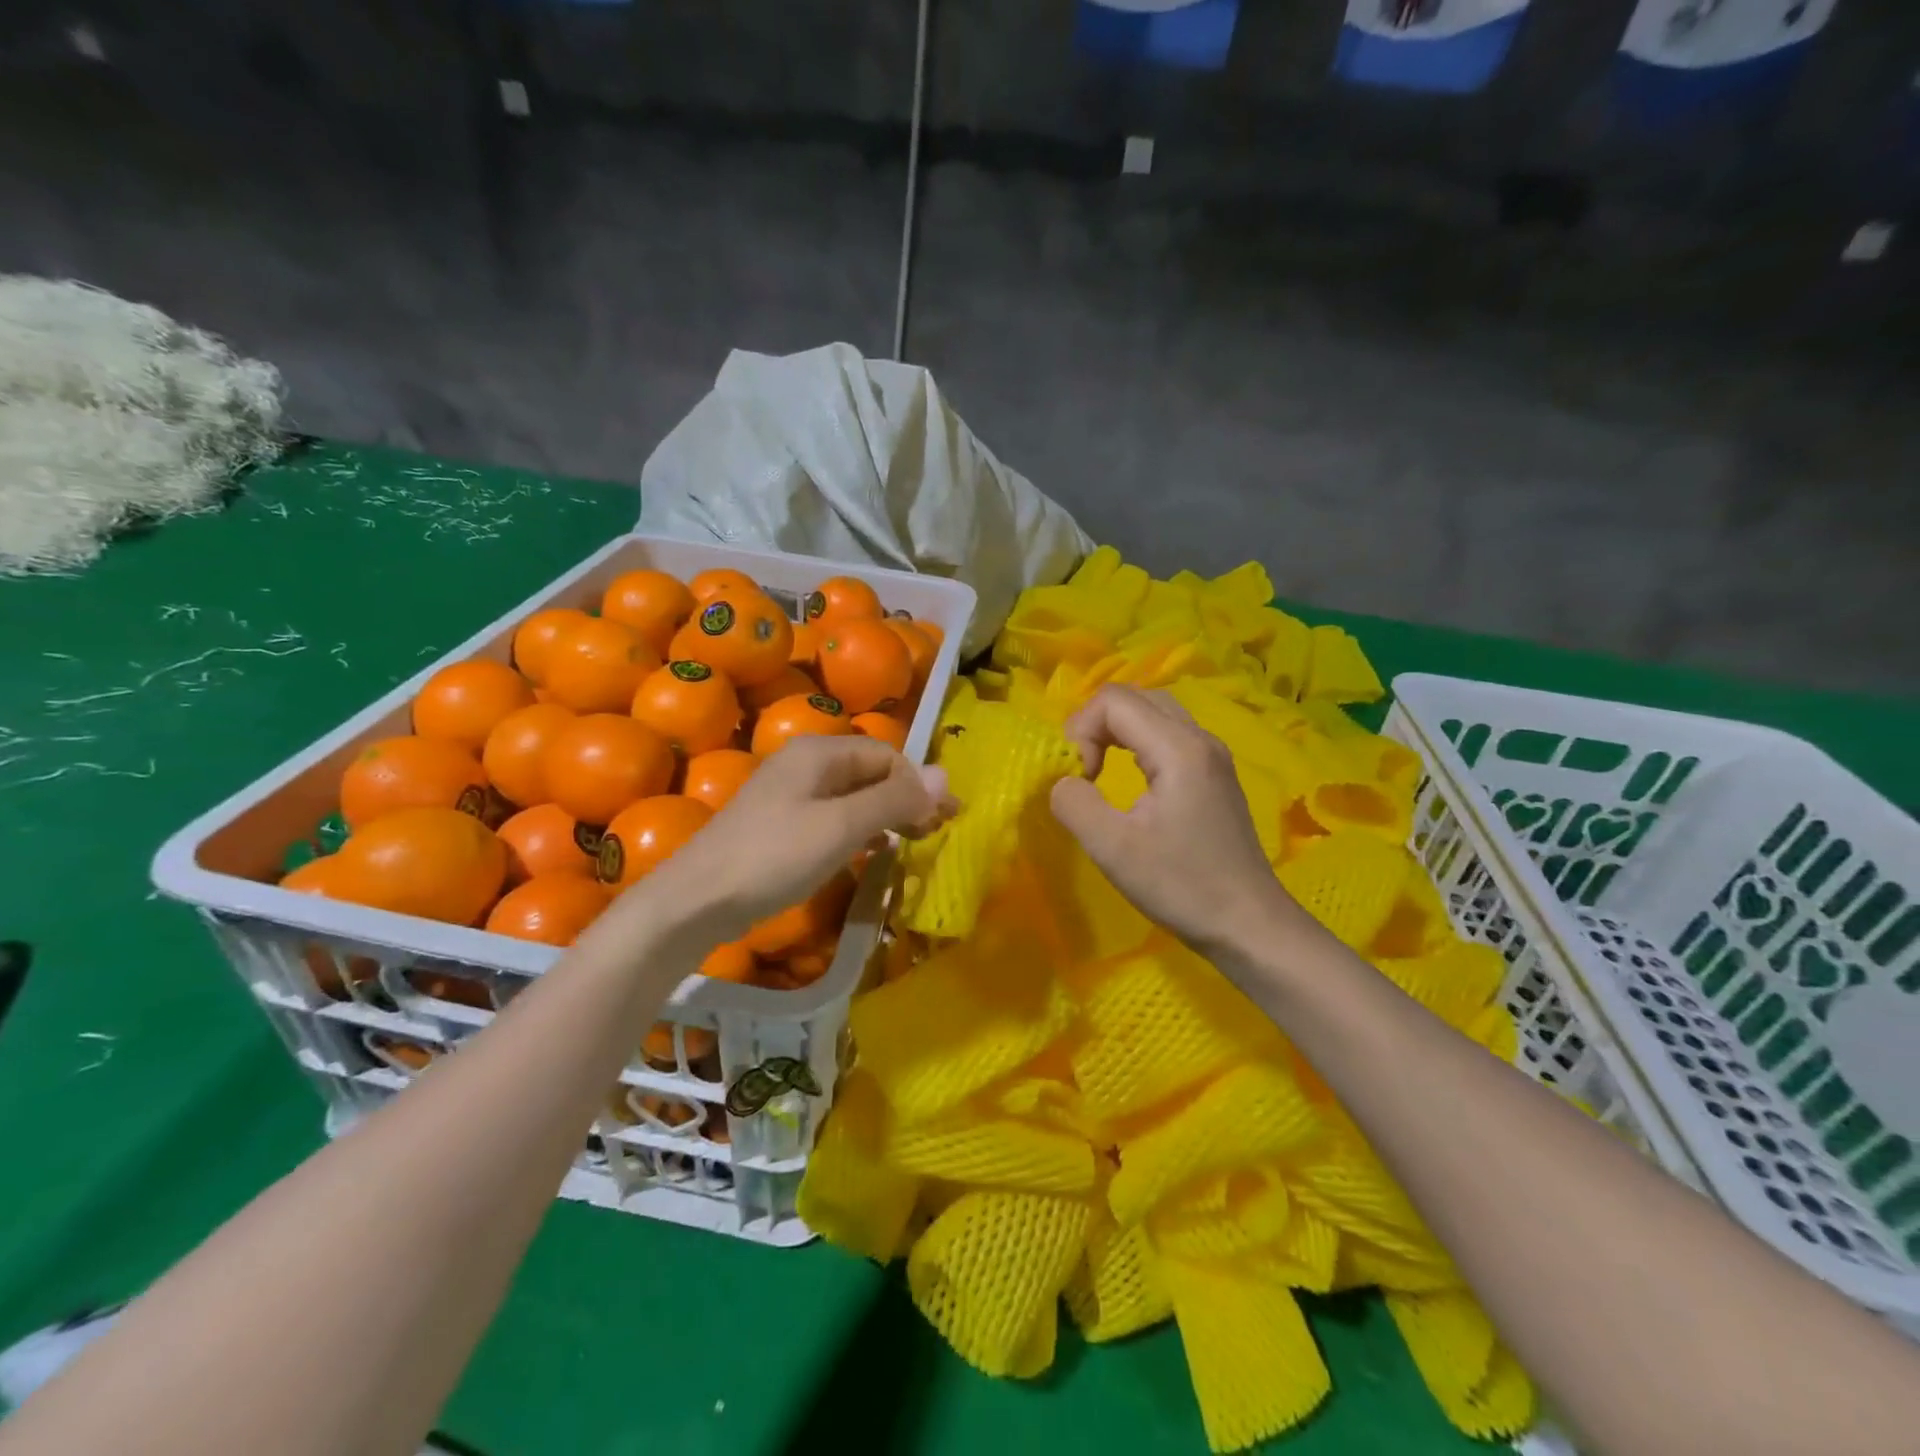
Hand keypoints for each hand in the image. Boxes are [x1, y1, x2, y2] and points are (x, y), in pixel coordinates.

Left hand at [641, 734, 952, 942]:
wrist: (697, 900)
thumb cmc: (775, 857)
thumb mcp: (842, 827)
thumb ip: (894, 800)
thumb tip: (947, 776)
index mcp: (819, 752)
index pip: (887, 755)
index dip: (920, 784)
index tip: (947, 820)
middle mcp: (805, 762)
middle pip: (871, 771)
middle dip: (906, 798)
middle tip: (936, 832)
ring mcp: (791, 793)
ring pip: (854, 794)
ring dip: (887, 814)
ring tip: (912, 841)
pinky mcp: (782, 823)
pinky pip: (834, 814)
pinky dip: (860, 828)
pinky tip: (872, 849)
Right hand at [1049, 686, 1298, 956]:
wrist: (1250, 925)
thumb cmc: (1183, 886)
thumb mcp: (1114, 850)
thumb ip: (1075, 804)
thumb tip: (1061, 781)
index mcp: (1179, 749)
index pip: (1114, 700)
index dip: (1081, 729)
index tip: (1079, 778)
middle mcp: (1200, 738)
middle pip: (1136, 697)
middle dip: (1096, 724)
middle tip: (1083, 769)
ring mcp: (1212, 755)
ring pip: (1154, 712)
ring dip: (1117, 732)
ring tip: (1100, 772)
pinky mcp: (1215, 773)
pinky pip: (1169, 734)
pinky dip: (1138, 743)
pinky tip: (1131, 780)